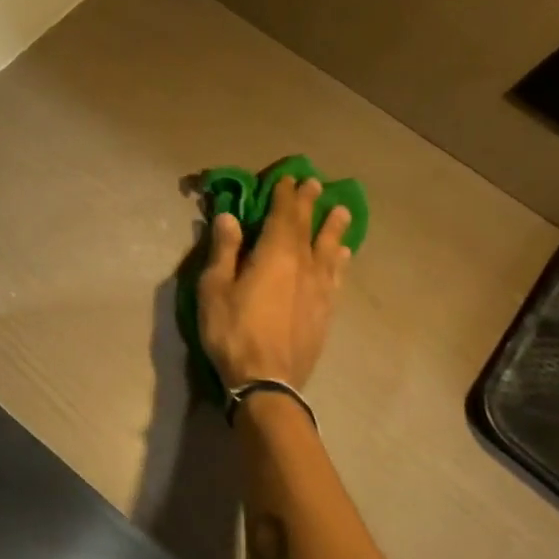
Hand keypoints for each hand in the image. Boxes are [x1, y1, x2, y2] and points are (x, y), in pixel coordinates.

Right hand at [197, 175, 351, 390]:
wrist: (267, 381)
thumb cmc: (232, 331)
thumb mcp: (215, 288)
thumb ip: (224, 251)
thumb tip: (230, 217)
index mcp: (275, 255)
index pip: (282, 216)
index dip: (284, 195)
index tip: (287, 177)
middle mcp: (304, 265)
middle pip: (307, 228)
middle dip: (308, 204)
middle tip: (314, 184)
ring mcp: (320, 289)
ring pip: (330, 249)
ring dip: (334, 228)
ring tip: (341, 212)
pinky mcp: (326, 311)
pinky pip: (337, 276)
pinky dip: (340, 260)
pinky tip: (343, 255)